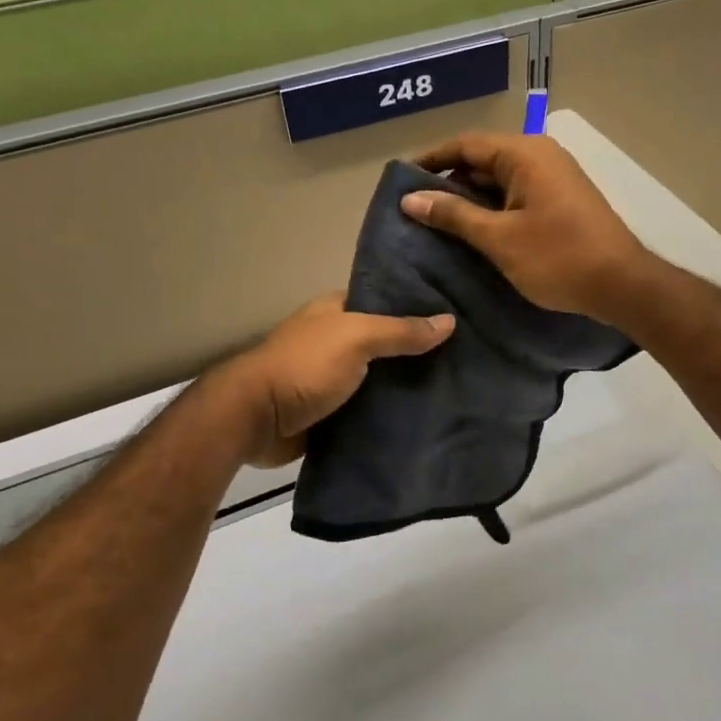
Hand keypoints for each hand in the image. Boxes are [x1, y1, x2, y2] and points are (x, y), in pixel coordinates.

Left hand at [226, 294, 454, 465]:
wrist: (256, 420)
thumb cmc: (305, 366)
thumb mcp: (356, 338)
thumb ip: (401, 330)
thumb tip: (449, 321)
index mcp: (335, 312)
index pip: (384, 301)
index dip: (416, 305)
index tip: (456, 313)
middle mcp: (335, 341)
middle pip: (385, 342)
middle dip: (417, 350)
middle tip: (465, 357)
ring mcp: (332, 378)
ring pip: (379, 378)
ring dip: (406, 386)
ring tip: (455, 388)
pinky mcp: (331, 413)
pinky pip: (369, 410)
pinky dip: (390, 414)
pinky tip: (425, 418)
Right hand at [400, 132, 653, 323]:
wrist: (621, 285)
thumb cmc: (557, 258)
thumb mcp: (498, 238)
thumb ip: (453, 215)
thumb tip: (410, 198)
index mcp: (524, 154)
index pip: (466, 145)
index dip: (431, 160)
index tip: (401, 180)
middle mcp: (540, 156)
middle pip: (482, 160)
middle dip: (449, 182)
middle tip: (415, 208)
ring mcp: (554, 178)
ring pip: (500, 180)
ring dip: (470, 199)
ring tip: (437, 223)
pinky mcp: (561, 200)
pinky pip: (517, 195)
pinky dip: (493, 209)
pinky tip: (474, 232)